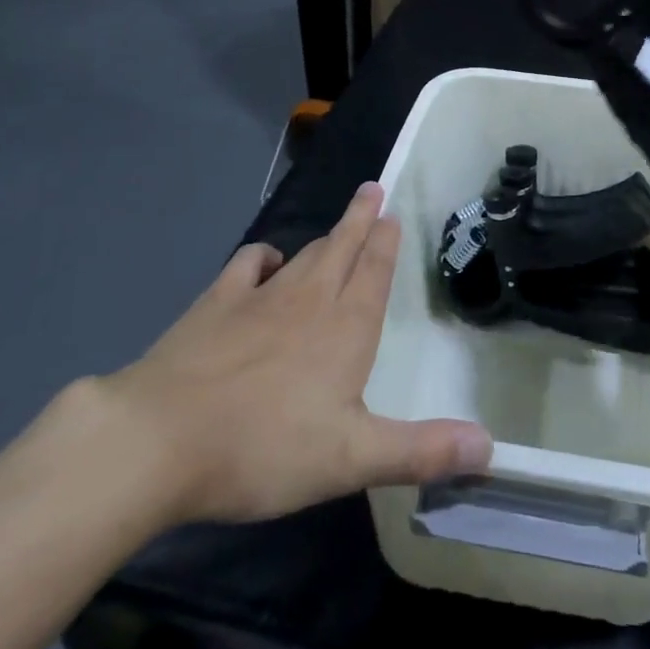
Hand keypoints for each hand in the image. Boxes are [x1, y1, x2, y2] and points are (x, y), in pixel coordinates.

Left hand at [97, 183, 491, 524]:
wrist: (160, 438)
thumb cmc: (264, 448)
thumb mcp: (352, 459)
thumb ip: (421, 450)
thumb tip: (489, 446)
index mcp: (345, 329)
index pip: (373, 272)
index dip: (384, 242)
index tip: (391, 213)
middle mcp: (308, 300)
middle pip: (341, 248)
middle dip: (360, 219)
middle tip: (372, 189)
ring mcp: (259, 297)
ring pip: (302, 255)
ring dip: (324, 237)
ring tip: (336, 227)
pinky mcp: (215, 305)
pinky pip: (248, 265)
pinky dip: (263, 257)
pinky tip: (266, 260)